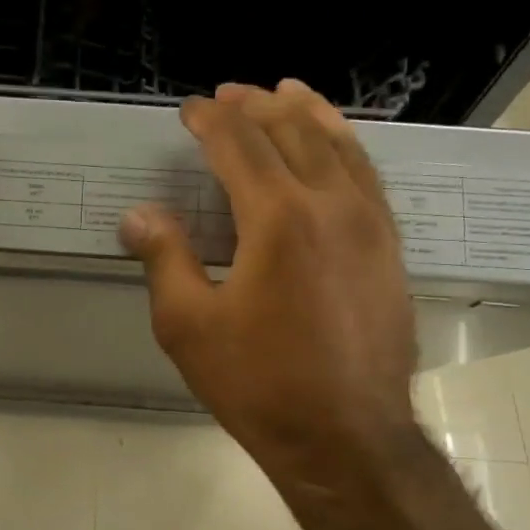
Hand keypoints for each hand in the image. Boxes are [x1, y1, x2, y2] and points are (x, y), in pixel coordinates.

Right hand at [119, 80, 420, 481]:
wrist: (346, 436)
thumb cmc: (258, 383)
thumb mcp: (189, 325)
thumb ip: (165, 259)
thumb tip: (138, 215)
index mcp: (277, 218)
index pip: (239, 146)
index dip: (210, 121)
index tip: (189, 109)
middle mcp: (331, 205)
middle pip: (293, 132)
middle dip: (257, 106)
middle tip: (230, 93)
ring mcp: (371, 224)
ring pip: (340, 146)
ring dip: (308, 114)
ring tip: (287, 92)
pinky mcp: (390, 247)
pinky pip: (369, 176)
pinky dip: (346, 147)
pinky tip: (336, 147)